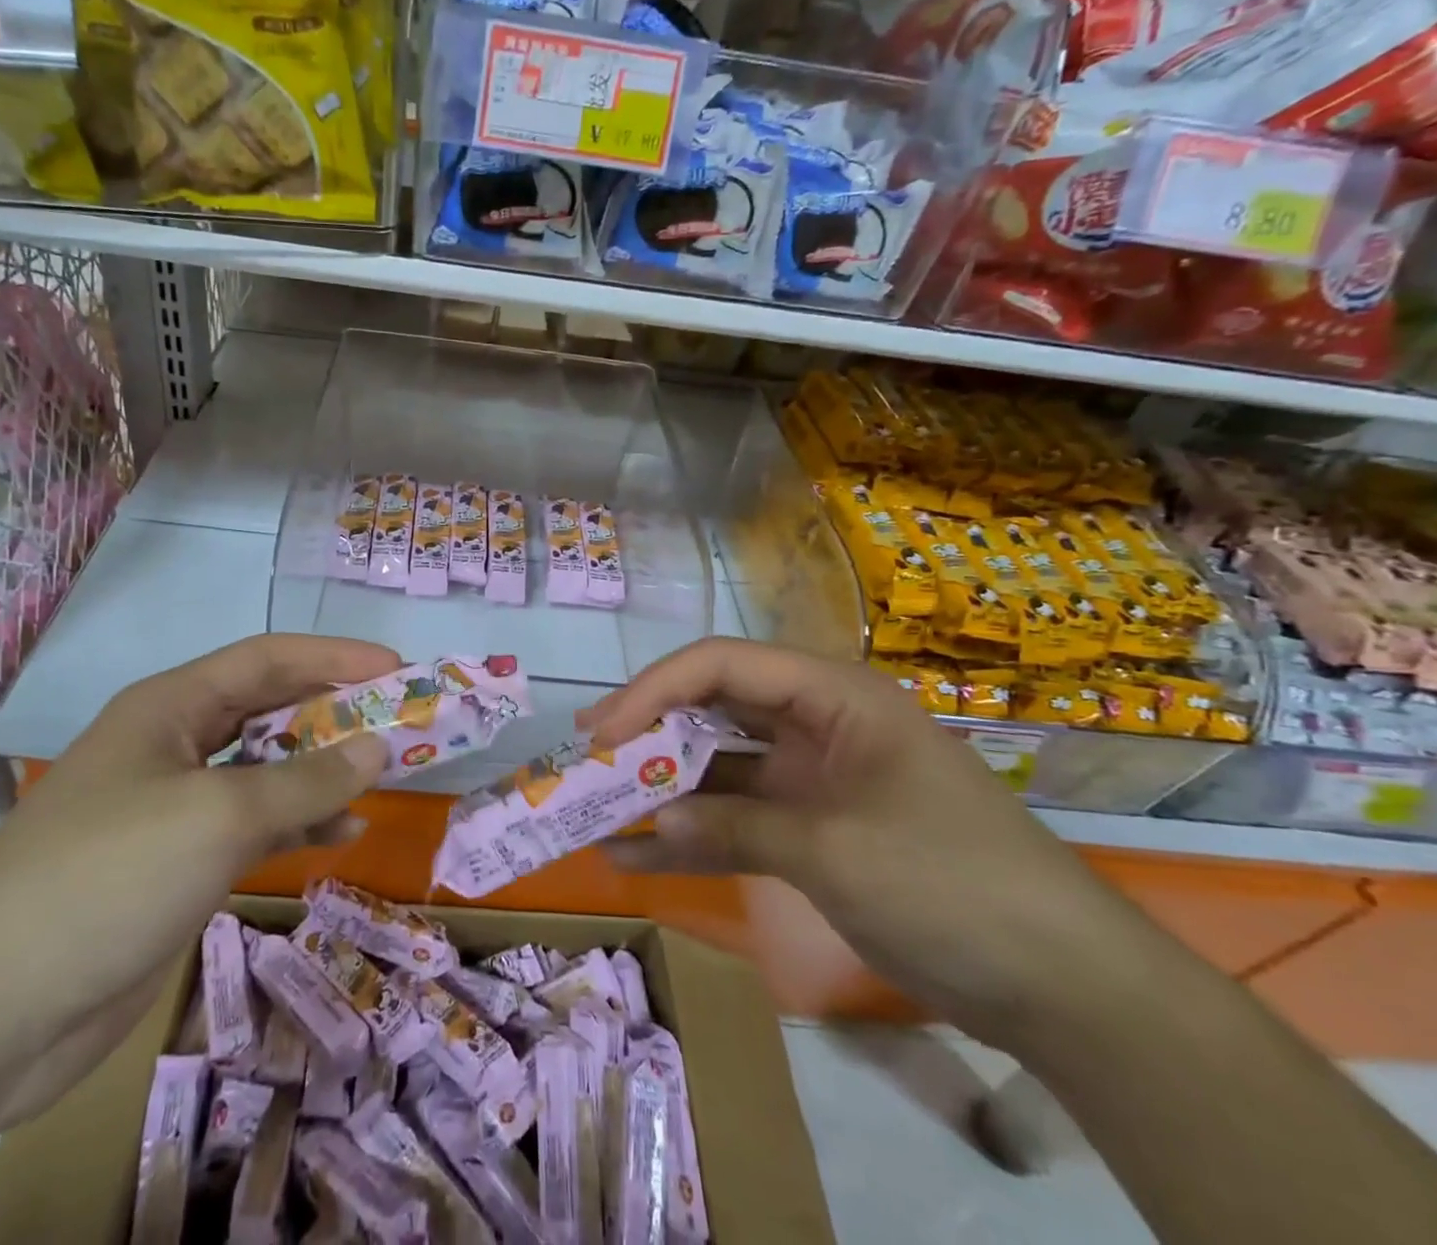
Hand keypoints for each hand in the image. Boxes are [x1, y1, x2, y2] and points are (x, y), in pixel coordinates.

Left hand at [0, 634, 399, 1133]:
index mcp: (171, 707)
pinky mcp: (177, 863)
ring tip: (383, 773)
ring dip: (321, 769)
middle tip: (399, 720)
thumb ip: (304, 779)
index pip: (266, 660)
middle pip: (268, 711)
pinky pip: (253, 825)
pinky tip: (342, 832)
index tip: (396, 668)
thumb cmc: (108, 876)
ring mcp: (174, 806)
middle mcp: (174, 745)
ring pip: (265, 771)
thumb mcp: (218, 815)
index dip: (333, 657)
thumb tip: (377, 747)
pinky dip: (298, 823)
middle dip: (333, 712)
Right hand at [579, 638, 1148, 1048]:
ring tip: (596, 806)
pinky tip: (636, 858)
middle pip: (714, 709)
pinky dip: (692, 837)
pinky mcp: (812, 829)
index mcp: (831, 697)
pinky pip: (738, 820)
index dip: (654, 689)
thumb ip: (735, 827)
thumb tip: (651, 827)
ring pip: (719, 767)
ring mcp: (812, 779)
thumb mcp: (833, 851)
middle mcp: (815, 725)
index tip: (603, 730)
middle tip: (588, 759)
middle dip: (650, 733)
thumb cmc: (952, 884)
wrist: (1063, 986)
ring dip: (663, 789)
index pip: (722, 665)